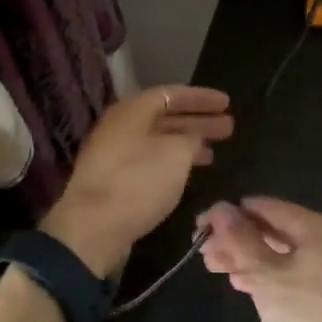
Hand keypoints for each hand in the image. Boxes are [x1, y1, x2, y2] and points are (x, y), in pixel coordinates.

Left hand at [40, 85, 234, 276]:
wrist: (92, 228)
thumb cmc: (137, 181)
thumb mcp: (175, 154)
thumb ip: (191, 138)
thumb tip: (193, 137)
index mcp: (132, 111)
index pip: (171, 94)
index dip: (201, 98)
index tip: (227, 103)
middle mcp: (120, 127)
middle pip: (165, 117)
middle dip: (198, 121)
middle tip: (228, 127)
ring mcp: (114, 154)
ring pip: (158, 141)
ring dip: (187, 144)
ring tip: (214, 152)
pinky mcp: (113, 180)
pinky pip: (149, 161)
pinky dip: (172, 163)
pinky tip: (187, 174)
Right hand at [199, 198, 321, 321]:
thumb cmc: (309, 312)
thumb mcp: (267, 275)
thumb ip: (241, 240)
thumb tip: (219, 208)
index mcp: (313, 227)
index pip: (263, 207)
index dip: (229, 214)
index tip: (201, 227)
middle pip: (270, 229)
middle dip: (235, 237)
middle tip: (203, 250)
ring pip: (277, 252)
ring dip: (245, 257)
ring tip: (214, 266)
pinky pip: (288, 271)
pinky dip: (264, 273)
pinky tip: (241, 283)